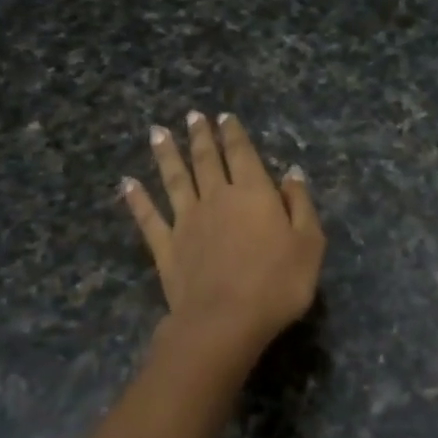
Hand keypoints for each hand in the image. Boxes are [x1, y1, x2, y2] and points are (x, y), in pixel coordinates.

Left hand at [122, 112, 325, 354]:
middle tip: (193, 116)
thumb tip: (292, 174)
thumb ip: (300, 205)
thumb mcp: (309, 244)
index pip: (242, 154)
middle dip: (201, 137)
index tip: (224, 117)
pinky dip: (137, 199)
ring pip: (174, 180)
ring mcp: (187, 222)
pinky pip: (149, 218)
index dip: (234, 134)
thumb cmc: (277, 283)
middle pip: (206, 160)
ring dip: (166, 155)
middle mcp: (216, 198)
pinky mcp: (166, 247)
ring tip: (157, 132)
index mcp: (254, 193)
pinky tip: (127, 184)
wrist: (225, 321)